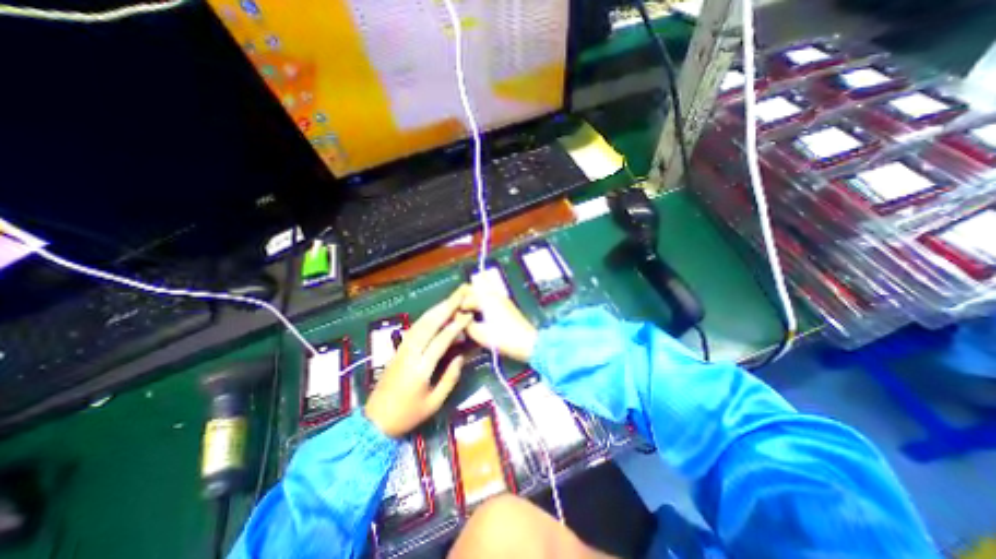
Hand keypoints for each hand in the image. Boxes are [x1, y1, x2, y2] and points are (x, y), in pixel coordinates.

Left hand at [366, 286, 472, 438]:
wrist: (375, 421)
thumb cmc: (407, 415)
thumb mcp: (434, 403)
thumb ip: (450, 378)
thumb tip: (461, 357)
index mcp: (421, 368)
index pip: (441, 340)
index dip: (456, 326)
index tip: (468, 314)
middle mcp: (411, 353)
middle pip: (429, 324)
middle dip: (446, 307)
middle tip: (459, 295)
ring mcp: (402, 349)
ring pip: (421, 323)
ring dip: (436, 309)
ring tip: (450, 299)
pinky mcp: (398, 350)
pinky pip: (414, 329)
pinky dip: (427, 317)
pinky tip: (435, 313)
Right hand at [458, 283, 536, 361]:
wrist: (528, 343)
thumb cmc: (502, 338)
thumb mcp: (479, 333)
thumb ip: (464, 323)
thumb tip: (456, 316)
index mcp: (486, 298)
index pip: (465, 297)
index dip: (455, 306)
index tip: (449, 317)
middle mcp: (493, 294)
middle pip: (473, 289)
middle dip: (463, 299)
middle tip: (455, 313)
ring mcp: (501, 299)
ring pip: (481, 293)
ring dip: (471, 300)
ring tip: (464, 315)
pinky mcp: (505, 305)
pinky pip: (488, 299)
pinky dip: (480, 303)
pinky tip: (477, 315)